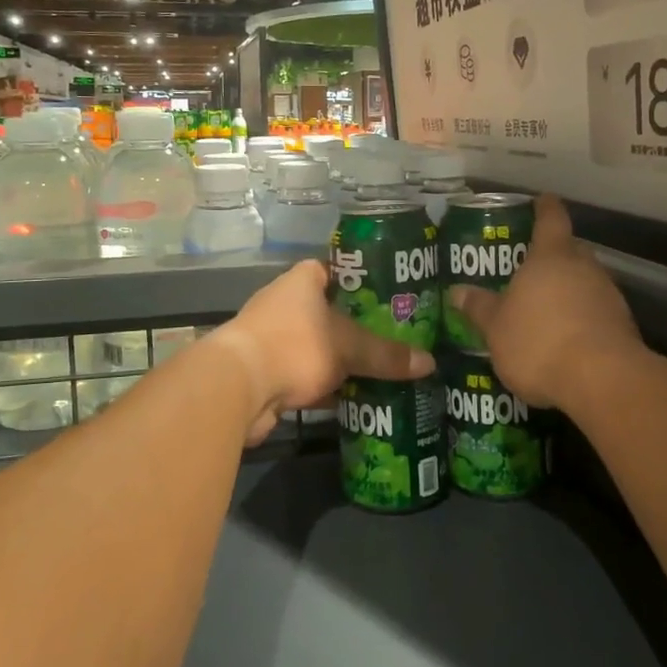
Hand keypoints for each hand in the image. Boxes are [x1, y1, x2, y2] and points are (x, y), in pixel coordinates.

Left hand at [213, 261, 434, 444]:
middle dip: (360, 326)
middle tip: (397, 336)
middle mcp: (285, 304)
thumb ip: (387, 355)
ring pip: (320, 346)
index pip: (336, 269)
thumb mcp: (349, 348)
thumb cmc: (295, 346)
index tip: (391, 295)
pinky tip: (358, 397)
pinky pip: (308, 375)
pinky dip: (329, 386)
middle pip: (330, 311)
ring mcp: (274, 339)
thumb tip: (430, 364)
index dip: (362, 280)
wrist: (237, 389)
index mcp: (302, 281)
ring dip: (344, 360)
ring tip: (384, 368)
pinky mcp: (269, 373)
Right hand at [446, 194, 640, 410]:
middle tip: (529, 267)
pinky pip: (596, 311)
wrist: (603, 381)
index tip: (541, 200)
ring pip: (585, 281)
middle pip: (570, 250)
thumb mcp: (496, 328)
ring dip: (568, 290)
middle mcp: (584, 267)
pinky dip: (581, 318)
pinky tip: (565, 338)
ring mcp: (608, 295)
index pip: (550, 218)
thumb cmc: (540, 341)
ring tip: (544, 309)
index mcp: (551, 257)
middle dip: (552, 256)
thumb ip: (478, 308)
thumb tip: (457, 292)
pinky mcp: (623, 325)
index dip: (545, 207)